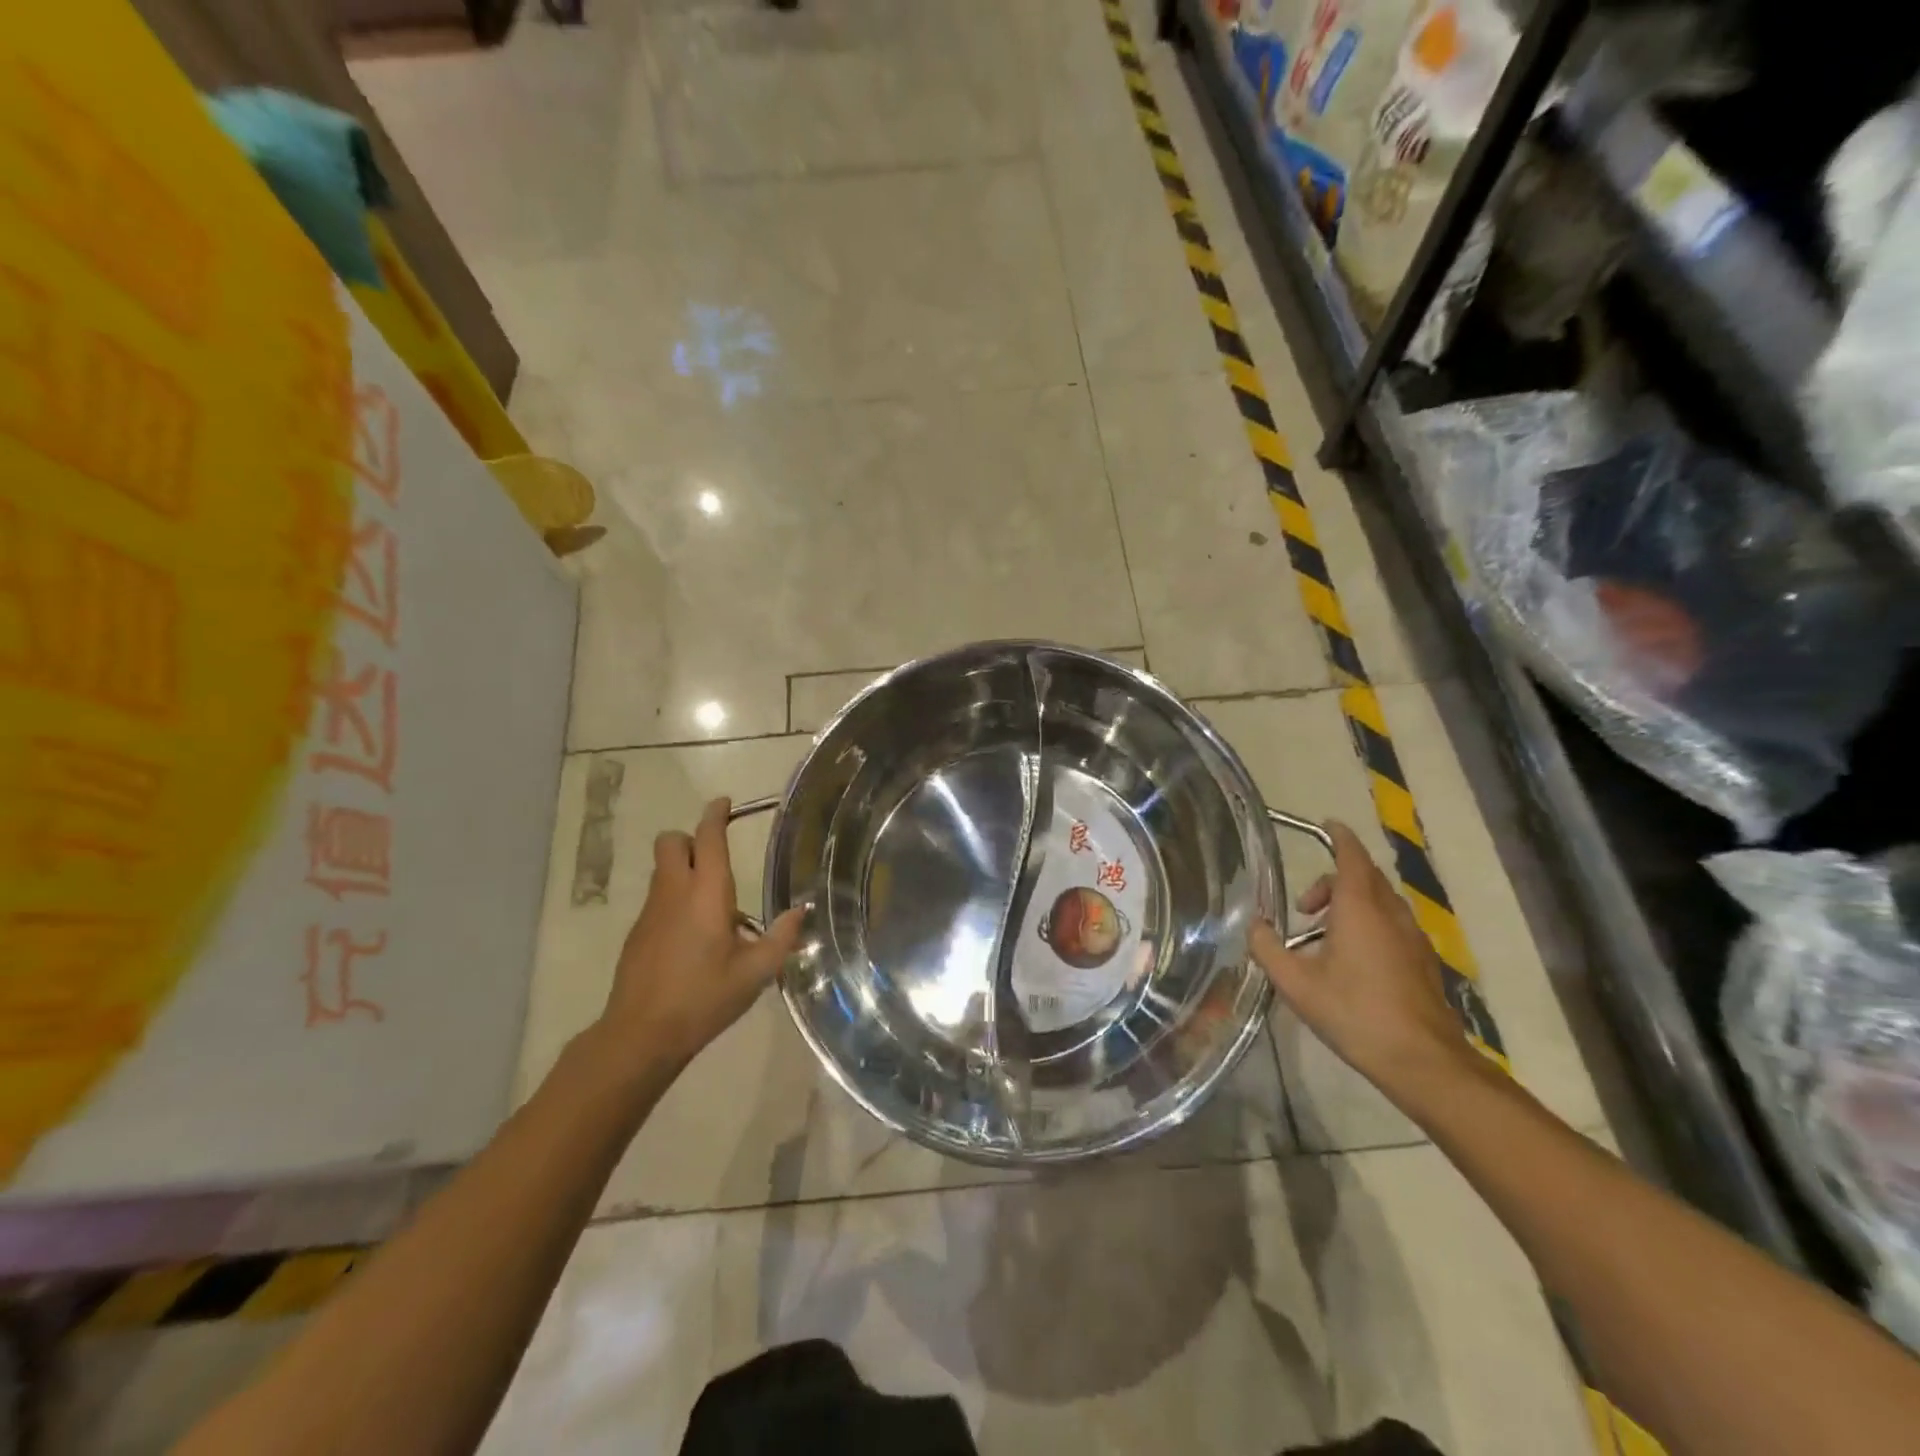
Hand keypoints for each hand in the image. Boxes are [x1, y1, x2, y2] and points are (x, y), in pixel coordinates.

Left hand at [601, 797, 804, 1069]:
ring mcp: (650, 912)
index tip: (724, 803)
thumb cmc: (704, 998)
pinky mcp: (637, 933)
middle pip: (671, 842)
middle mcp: (674, 892)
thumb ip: (781, 938)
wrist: (641, 1034)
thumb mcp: (755, 972)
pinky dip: (674, 899)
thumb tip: (802, 910)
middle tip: (715, 859)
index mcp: (707, 893)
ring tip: (713, 905)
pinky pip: (658, 898)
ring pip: (662, 870)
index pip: (708, 838)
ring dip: (683, 869)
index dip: (715, 815)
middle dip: (691, 839)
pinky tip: (693, 936)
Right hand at [1251, 821, 1478, 1100]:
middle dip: (1335, 880)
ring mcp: (1412, 938)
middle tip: (1304, 907)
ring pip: (1381, 902)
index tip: (1328, 825)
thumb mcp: (1296, 984)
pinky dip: (1369, 924)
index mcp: (1360, 909)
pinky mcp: (1422, 961)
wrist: (1423, 1061)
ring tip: (1322, 937)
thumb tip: (1255, 927)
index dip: (1340, 837)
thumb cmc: (1355, 1013)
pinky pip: (1392, 925)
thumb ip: (1268, 949)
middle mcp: (1390, 914)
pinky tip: (1351, 961)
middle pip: (1365, 878)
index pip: (1352, 857)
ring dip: (1351, 904)